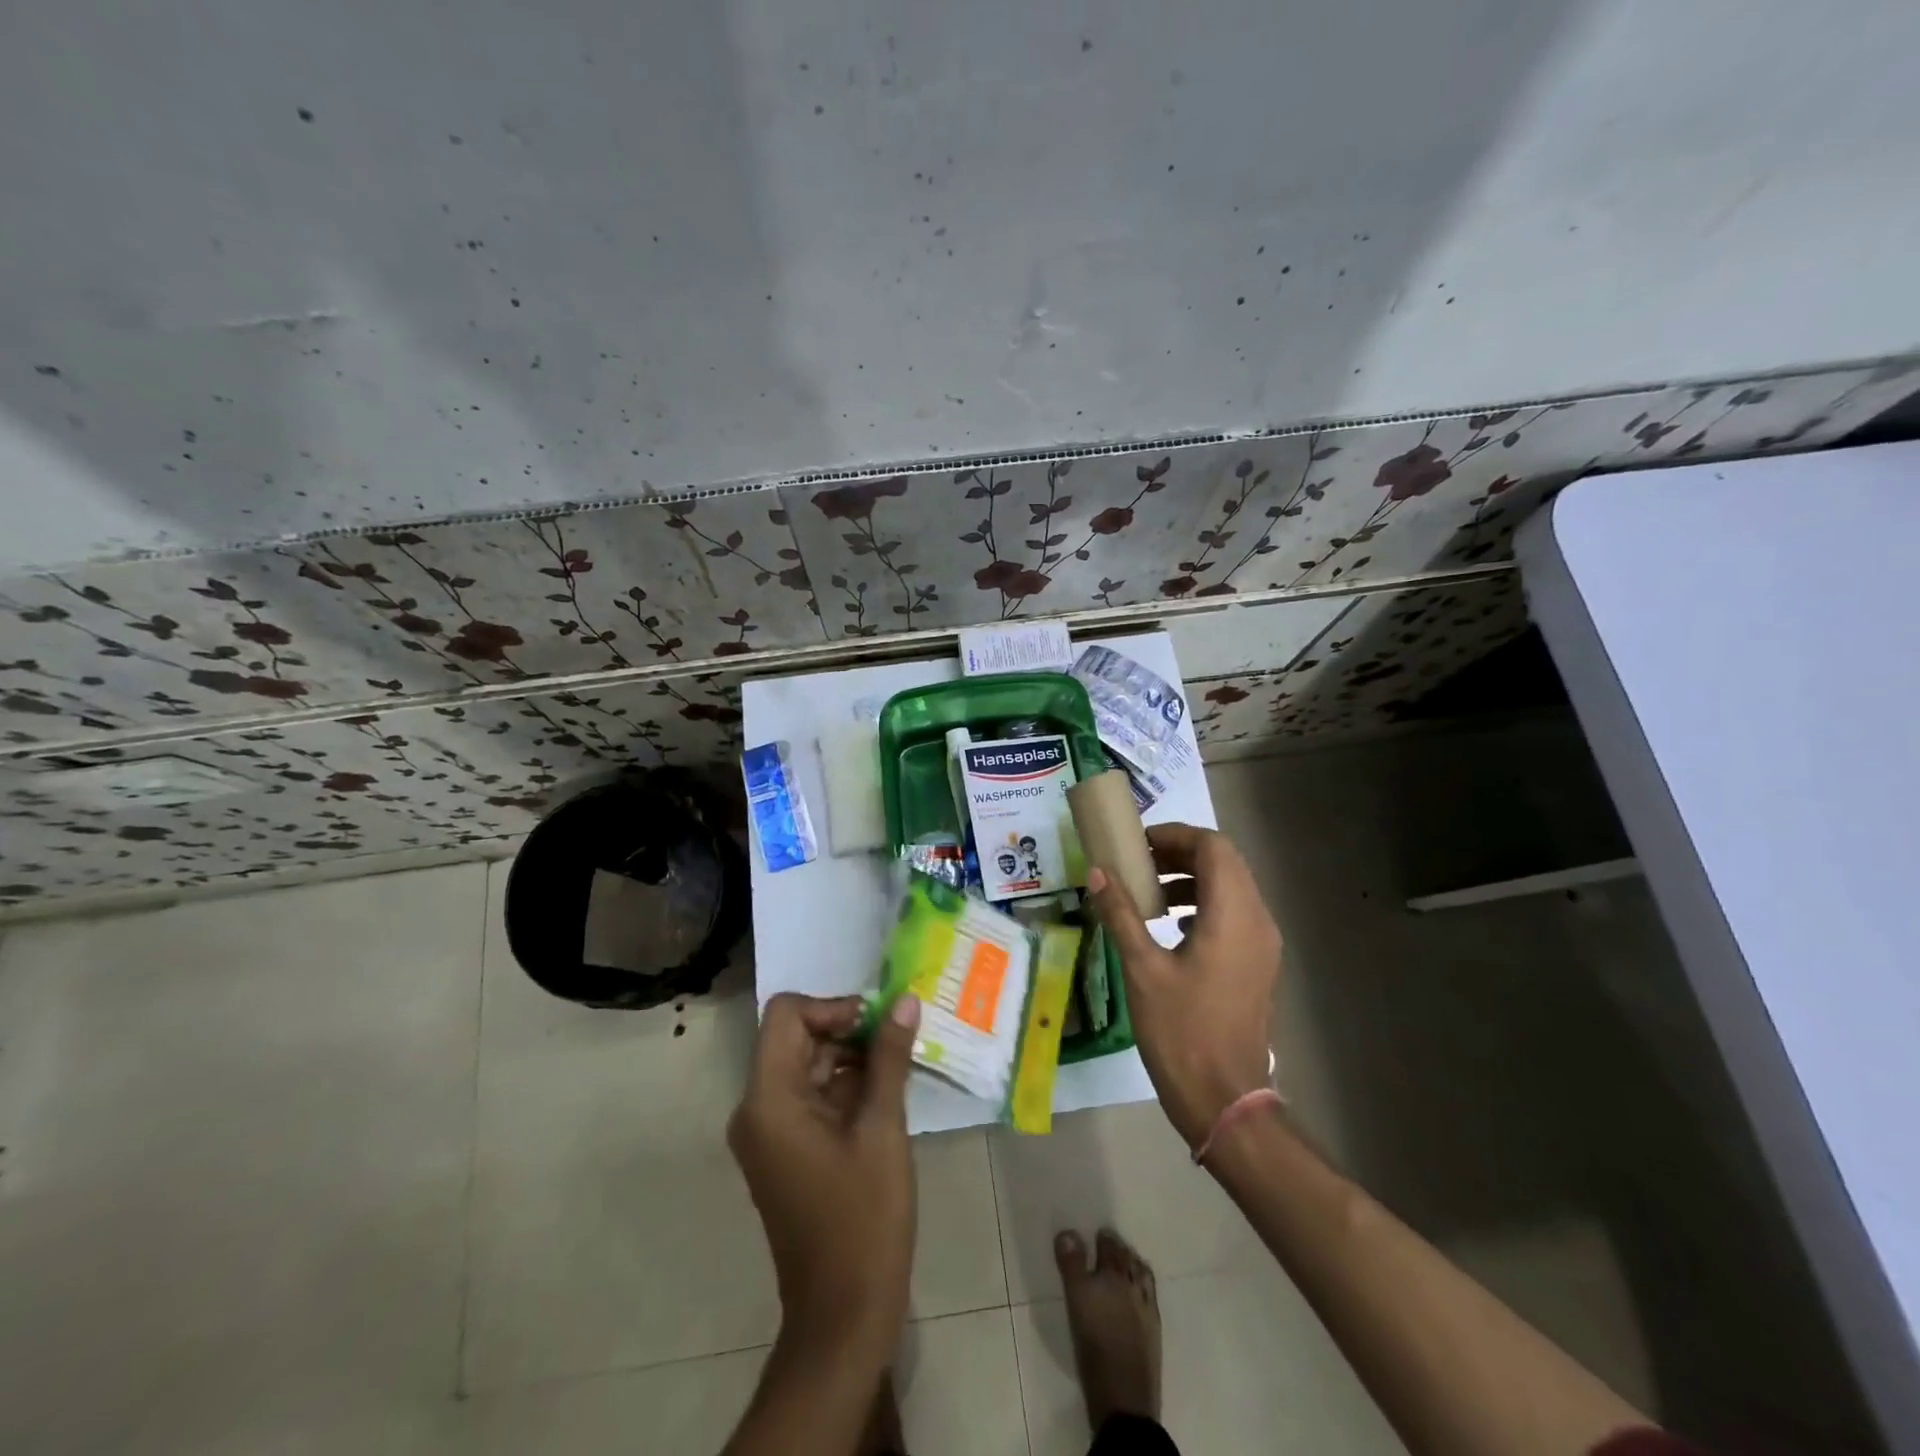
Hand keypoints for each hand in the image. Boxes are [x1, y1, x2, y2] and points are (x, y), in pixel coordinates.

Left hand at [728, 992, 920, 1358]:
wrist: (844, 1314)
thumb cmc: (864, 1217)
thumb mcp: (882, 1127)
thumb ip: (889, 1057)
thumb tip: (905, 1001)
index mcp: (769, 1098)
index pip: (786, 1014)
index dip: (832, 1007)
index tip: (876, 1023)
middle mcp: (757, 1108)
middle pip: (796, 1038)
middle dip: (847, 1030)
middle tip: (897, 1039)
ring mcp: (768, 1132)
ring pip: (807, 1065)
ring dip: (850, 1057)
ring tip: (899, 1065)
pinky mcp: (784, 1150)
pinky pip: (810, 1096)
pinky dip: (844, 1086)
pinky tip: (885, 1093)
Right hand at [1085, 823, 1279, 1146]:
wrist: (1224, 1100)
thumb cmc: (1181, 1031)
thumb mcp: (1142, 968)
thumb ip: (1121, 913)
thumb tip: (1097, 872)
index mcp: (1233, 915)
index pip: (1213, 847)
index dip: (1175, 836)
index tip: (1138, 845)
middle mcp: (1257, 920)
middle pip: (1226, 862)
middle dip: (1182, 853)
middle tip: (1139, 863)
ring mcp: (1263, 944)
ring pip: (1233, 887)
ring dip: (1193, 877)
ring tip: (1150, 891)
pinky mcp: (1259, 964)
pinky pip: (1235, 913)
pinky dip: (1205, 903)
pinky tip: (1172, 924)